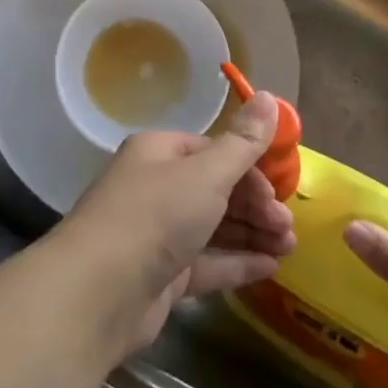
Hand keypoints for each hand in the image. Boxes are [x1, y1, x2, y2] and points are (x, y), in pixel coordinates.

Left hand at [54, 92, 295, 359]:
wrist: (98, 291)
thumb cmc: (155, 216)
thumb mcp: (207, 173)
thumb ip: (243, 142)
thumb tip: (270, 95)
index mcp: (160, 153)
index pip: (214, 152)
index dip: (250, 170)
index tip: (281, 192)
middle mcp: (156, 187)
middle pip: (216, 190)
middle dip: (256, 206)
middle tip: (288, 227)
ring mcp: (157, 234)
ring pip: (214, 227)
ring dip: (253, 234)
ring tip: (289, 248)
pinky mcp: (160, 276)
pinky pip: (206, 263)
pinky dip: (236, 263)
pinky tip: (269, 269)